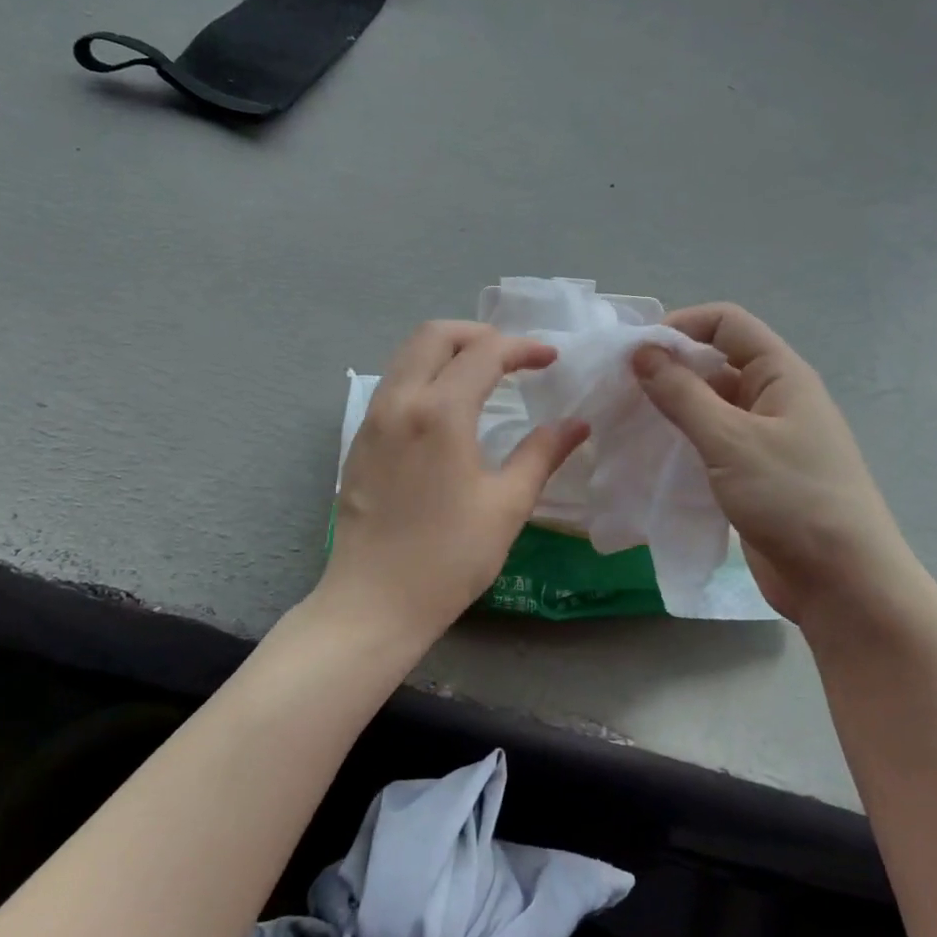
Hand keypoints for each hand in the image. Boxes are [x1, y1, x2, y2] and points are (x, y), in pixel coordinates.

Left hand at [322, 321, 589, 641]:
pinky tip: (447, 406)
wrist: (373, 603)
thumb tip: (577, 424)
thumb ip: (542, 454)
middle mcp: (400, 401)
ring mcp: (373, 419)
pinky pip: (393, 383)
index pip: (485, 353)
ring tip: (483, 373)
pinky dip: (424, 373)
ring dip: (447, 350)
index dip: (523, 348)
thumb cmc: (449, 557)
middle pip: (435, 335)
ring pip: (408, 355)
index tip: (551, 359)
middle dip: (479, 333)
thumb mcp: (507, 505)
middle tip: (513, 355)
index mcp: (440, 412)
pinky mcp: (359, 440)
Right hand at [631, 304, 916, 631]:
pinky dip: (681, 441)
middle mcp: (774, 398)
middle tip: (619, 389)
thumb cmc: (792, 498)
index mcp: (781, 375)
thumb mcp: (731, 440)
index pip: (727, 323)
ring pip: (709, 406)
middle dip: (668, 369)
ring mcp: (764, 438)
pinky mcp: (753, 474)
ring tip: (625, 420)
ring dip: (671, 408)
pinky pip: (711, 443)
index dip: (682, 325)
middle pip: (715, 363)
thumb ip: (682, 394)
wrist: (843, 584)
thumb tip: (642, 352)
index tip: (637, 352)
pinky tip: (649, 454)